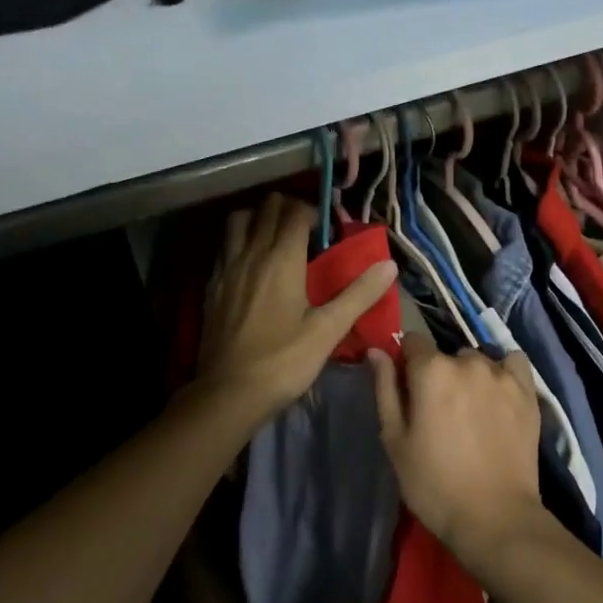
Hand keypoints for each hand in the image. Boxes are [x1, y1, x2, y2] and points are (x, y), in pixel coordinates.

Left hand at [199, 193, 396, 421]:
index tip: (330, 230)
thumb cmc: (283, 361)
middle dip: (289, 209)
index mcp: (282, 259)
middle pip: (267, 208)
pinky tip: (252, 265)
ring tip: (276, 238)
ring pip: (239, 221)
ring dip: (259, 219)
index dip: (315, 212)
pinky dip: (240, 241)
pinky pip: (225, 247)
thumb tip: (389, 265)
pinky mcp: (212, 286)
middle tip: (308, 231)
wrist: (228, 393)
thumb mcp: (328, 330)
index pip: (296, 212)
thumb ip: (359, 294)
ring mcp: (227, 268)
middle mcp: (251, 254)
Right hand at [368, 333, 546, 570]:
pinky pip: (513, 363)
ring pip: (478, 360)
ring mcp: (502, 374)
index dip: (407, 363)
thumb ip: (385, 389)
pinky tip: (499, 396)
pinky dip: (504, 372)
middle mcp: (468, 362)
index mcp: (431, 370)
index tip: (409, 390)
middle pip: (447, 355)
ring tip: (472, 411)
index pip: (412, 342)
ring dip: (471, 376)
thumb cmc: (433, 483)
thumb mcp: (395, 439)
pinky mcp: (528, 391)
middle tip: (441, 412)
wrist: (494, 517)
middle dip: (440, 374)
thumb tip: (376, 351)